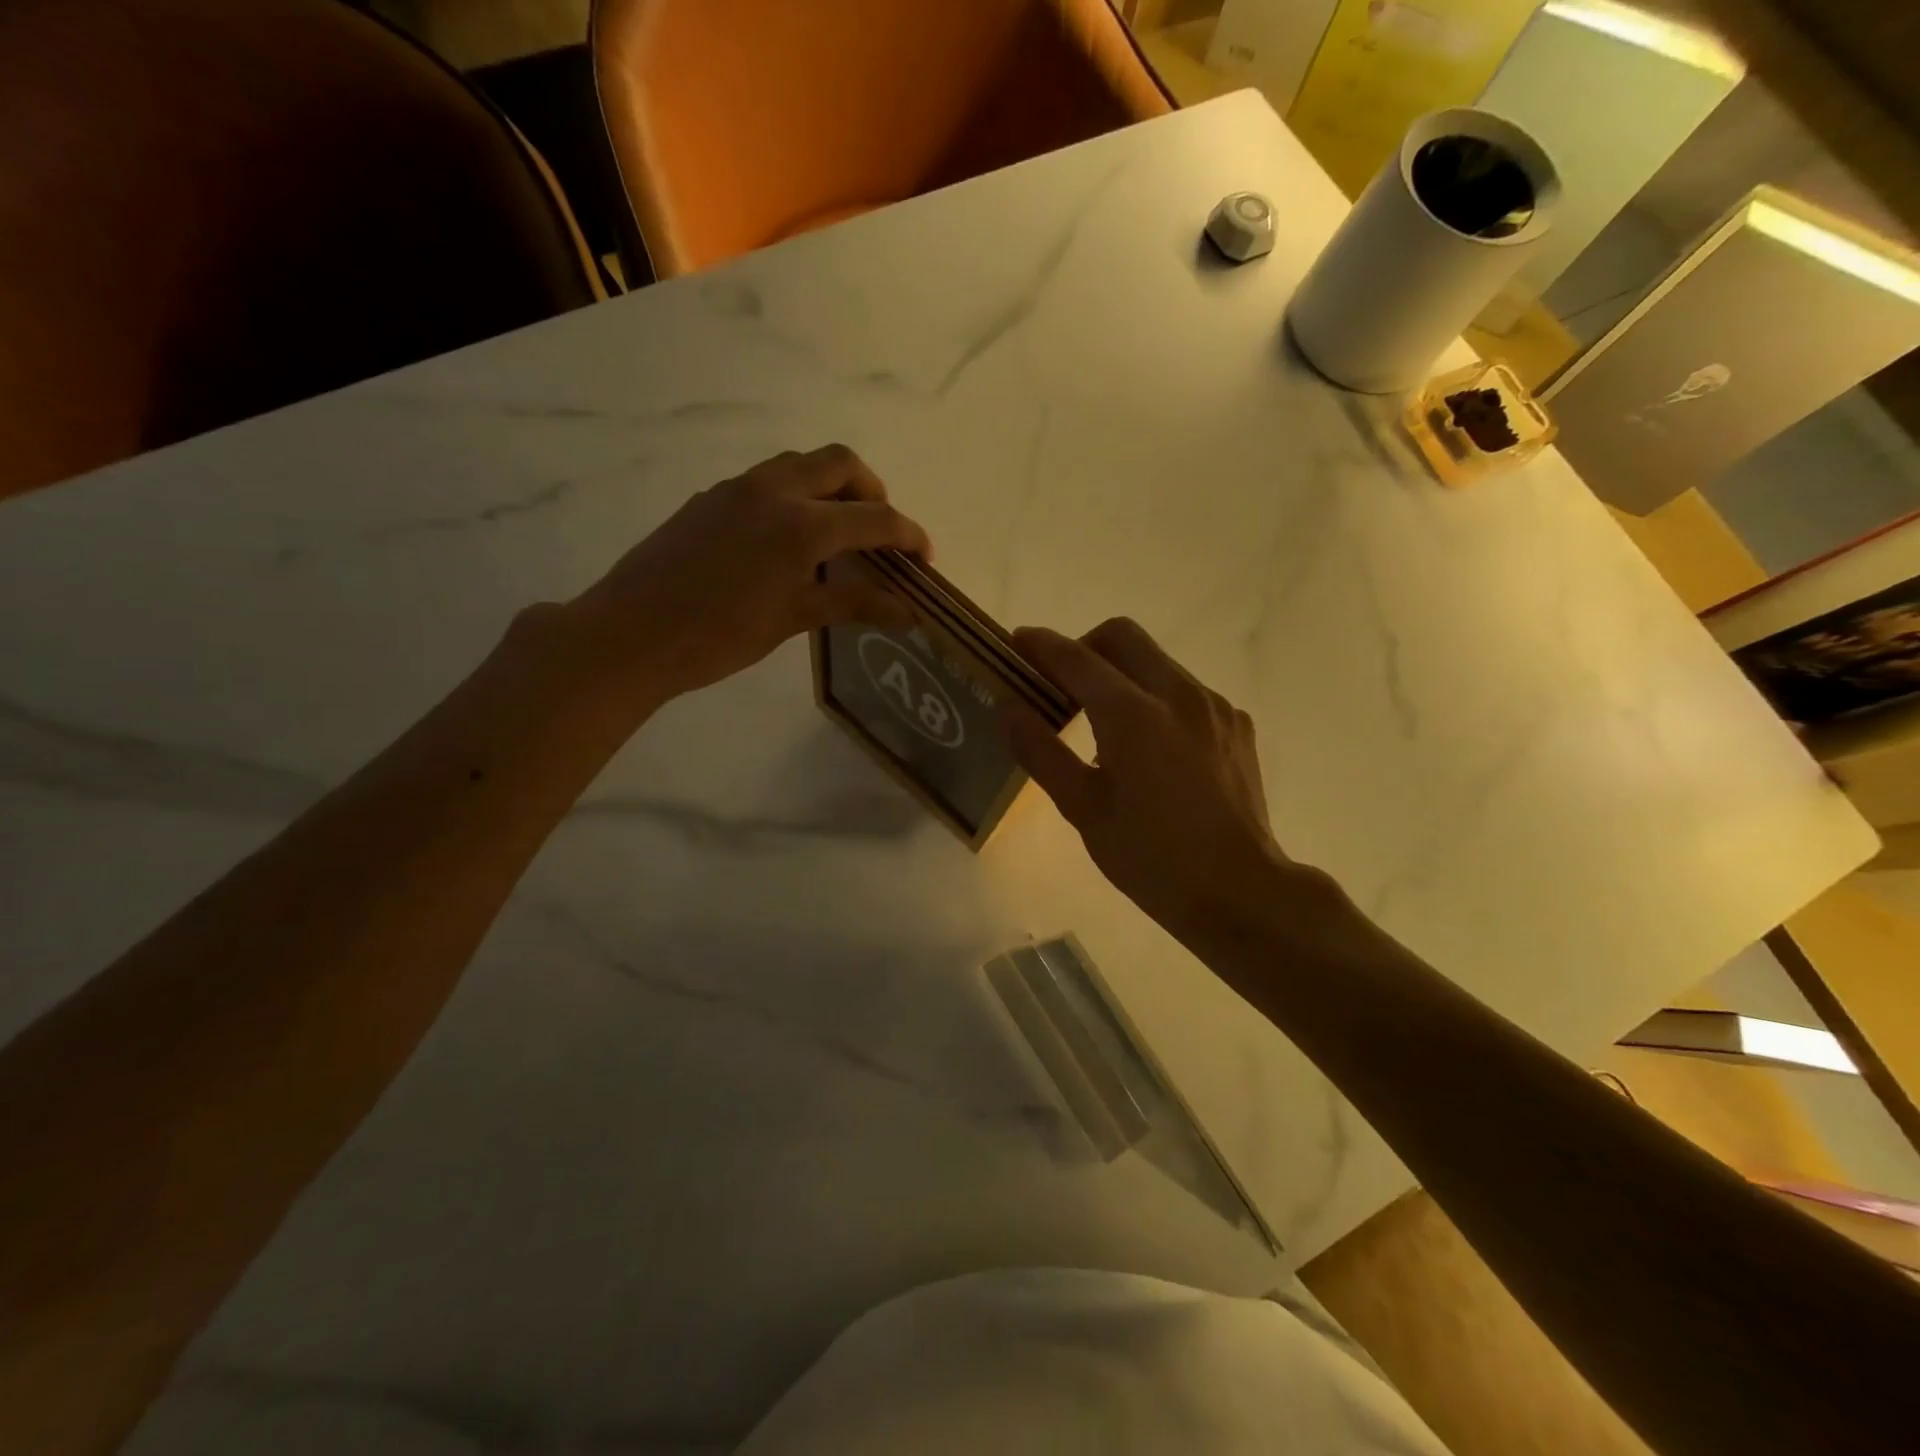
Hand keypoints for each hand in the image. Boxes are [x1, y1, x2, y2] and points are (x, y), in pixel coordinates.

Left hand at [568, 445, 929, 703]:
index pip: (874, 517)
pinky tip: (785, 542)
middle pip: (840, 463)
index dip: (908, 535)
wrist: (630, 634)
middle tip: (879, 532)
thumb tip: (909, 611)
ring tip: (836, 533)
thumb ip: (853, 603)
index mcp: (801, 524)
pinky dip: (795, 496)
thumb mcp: (793, 619)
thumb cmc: (719, 636)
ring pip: (800, 464)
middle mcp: (773, 490)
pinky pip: (767, 480)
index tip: (924, 558)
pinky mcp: (711, 498)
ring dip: (831, 487)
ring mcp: (737, 489)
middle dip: (871, 491)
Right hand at [1008, 619, 1322, 950]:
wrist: (1238, 891)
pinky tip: (1152, 748)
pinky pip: (1185, 689)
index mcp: (1133, 715)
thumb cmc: (1149, 857)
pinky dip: (1156, 698)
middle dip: (1084, 647)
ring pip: (1157, 660)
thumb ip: (1040, 750)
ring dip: (1122, 673)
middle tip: (1063, 685)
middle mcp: (1178, 693)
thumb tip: (1008, 707)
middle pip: (1122, 636)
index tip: (1018, 642)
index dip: (1041, 645)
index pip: (1077, 658)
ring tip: (1106, 725)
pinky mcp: (1235, 723)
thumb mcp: (1082, 808)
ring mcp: (1213, 705)